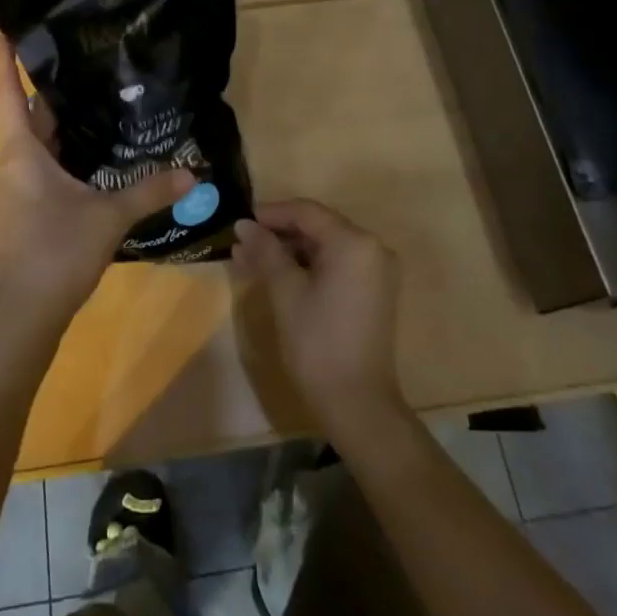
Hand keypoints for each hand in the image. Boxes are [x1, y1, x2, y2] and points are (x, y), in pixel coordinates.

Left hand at [0, 37, 192, 335]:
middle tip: (80, 51)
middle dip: (48, 83)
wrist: (25, 315)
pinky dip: (66, 147)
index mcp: (22, 152)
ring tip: (95, 90)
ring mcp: (19, 186)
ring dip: (60, 117)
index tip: (6, 25)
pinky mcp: (30, 206)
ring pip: (39, 140)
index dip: (4, 58)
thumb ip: (149, 190)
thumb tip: (193, 171)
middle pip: (27, 112)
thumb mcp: (108, 217)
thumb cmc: (56, 253)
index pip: (6, 92)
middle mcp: (15, 162)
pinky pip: (46, 163)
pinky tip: (97, 147)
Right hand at [234, 199, 405, 436]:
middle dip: (278, 234)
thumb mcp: (286, 291)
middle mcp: (372, 248)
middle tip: (242, 242)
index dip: (271, 213)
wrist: (357, 403)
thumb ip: (265, 251)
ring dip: (289, 251)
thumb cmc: (317, 342)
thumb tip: (244, 225)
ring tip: (251, 259)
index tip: (240, 221)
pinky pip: (336, 265)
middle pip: (317, 227)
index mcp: (354, 242)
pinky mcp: (373, 292)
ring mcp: (376, 271)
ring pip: (325, 247)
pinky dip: (307, 266)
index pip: (307, 212)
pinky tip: (277, 274)